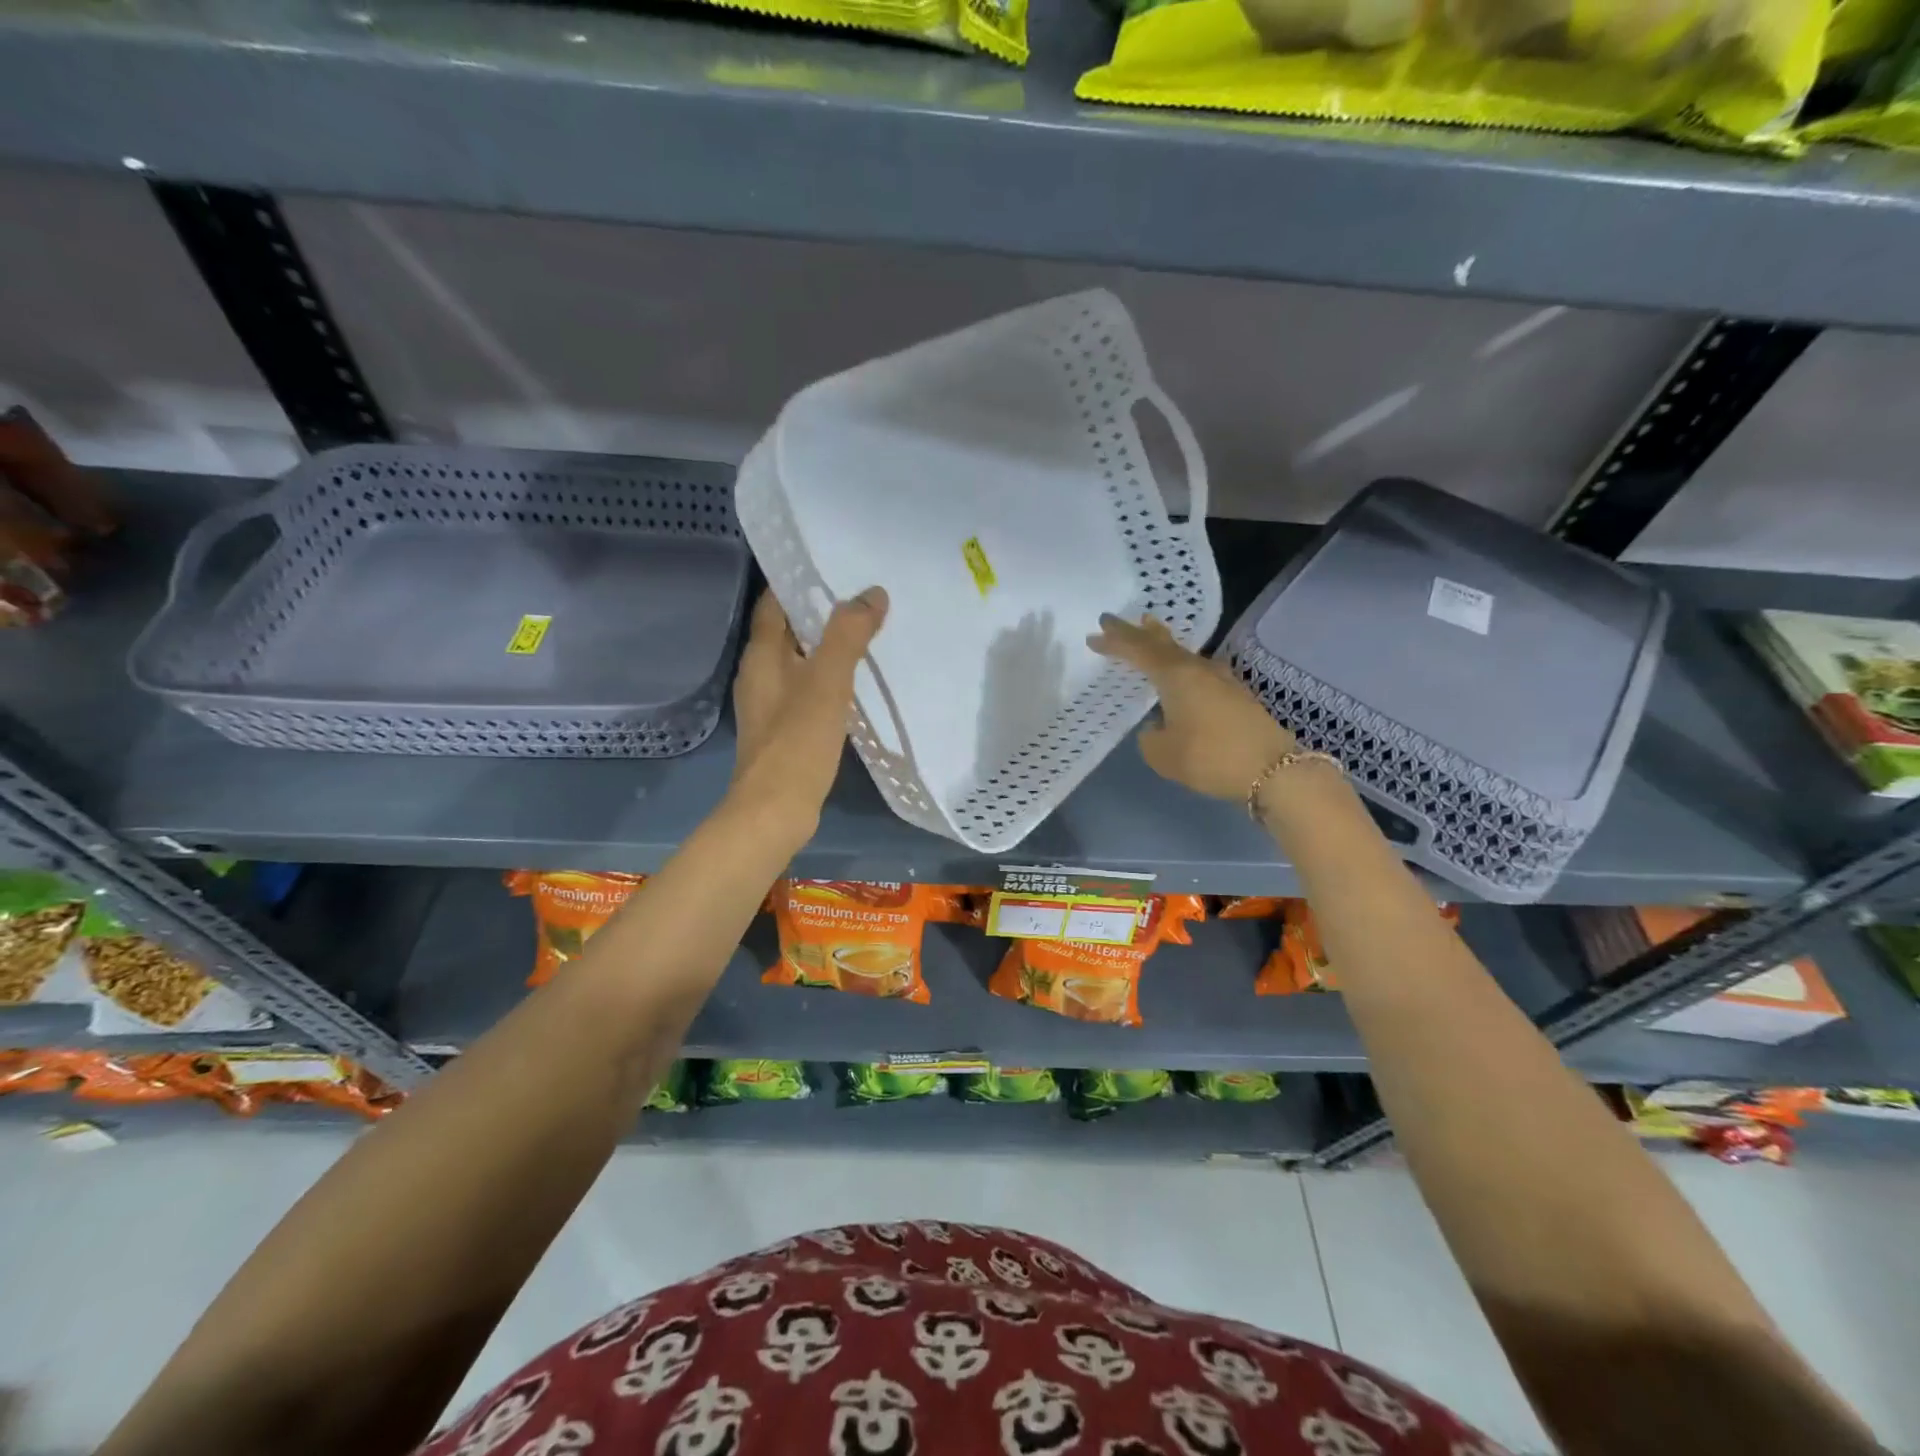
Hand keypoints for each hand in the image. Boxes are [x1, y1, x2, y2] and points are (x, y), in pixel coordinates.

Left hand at [730, 586, 887, 834]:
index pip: (774, 604)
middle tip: (862, 597)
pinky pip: (807, 691)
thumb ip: (848, 635)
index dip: (798, 581)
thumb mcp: (827, 682)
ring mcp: (770, 706)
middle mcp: (759, 675)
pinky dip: (828, 679)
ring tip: (866, 633)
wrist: (775, 811)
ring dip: (827, 647)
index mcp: (761, 656)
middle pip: (788, 631)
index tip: (833, 565)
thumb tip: (872, 593)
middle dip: (820, 613)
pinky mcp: (784, 731)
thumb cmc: (797, 742)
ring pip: (800, 662)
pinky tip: (855, 683)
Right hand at [1088, 613, 1295, 801]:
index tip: (1094, 635)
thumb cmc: (1210, 758)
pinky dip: (1181, 665)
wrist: (1273, 769)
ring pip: (1184, 654)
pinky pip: (1198, 670)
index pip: (1138, 650)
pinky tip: (1181, 673)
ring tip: (1149, 633)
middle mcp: (1197, 669)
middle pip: (1162, 643)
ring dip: (1163, 644)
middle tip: (1117, 621)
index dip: (1115, 642)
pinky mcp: (1235, 695)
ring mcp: (1221, 680)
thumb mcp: (1162, 754)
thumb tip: (1158, 726)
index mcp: (1175, 676)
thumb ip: (1150, 736)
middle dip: (1137, 632)